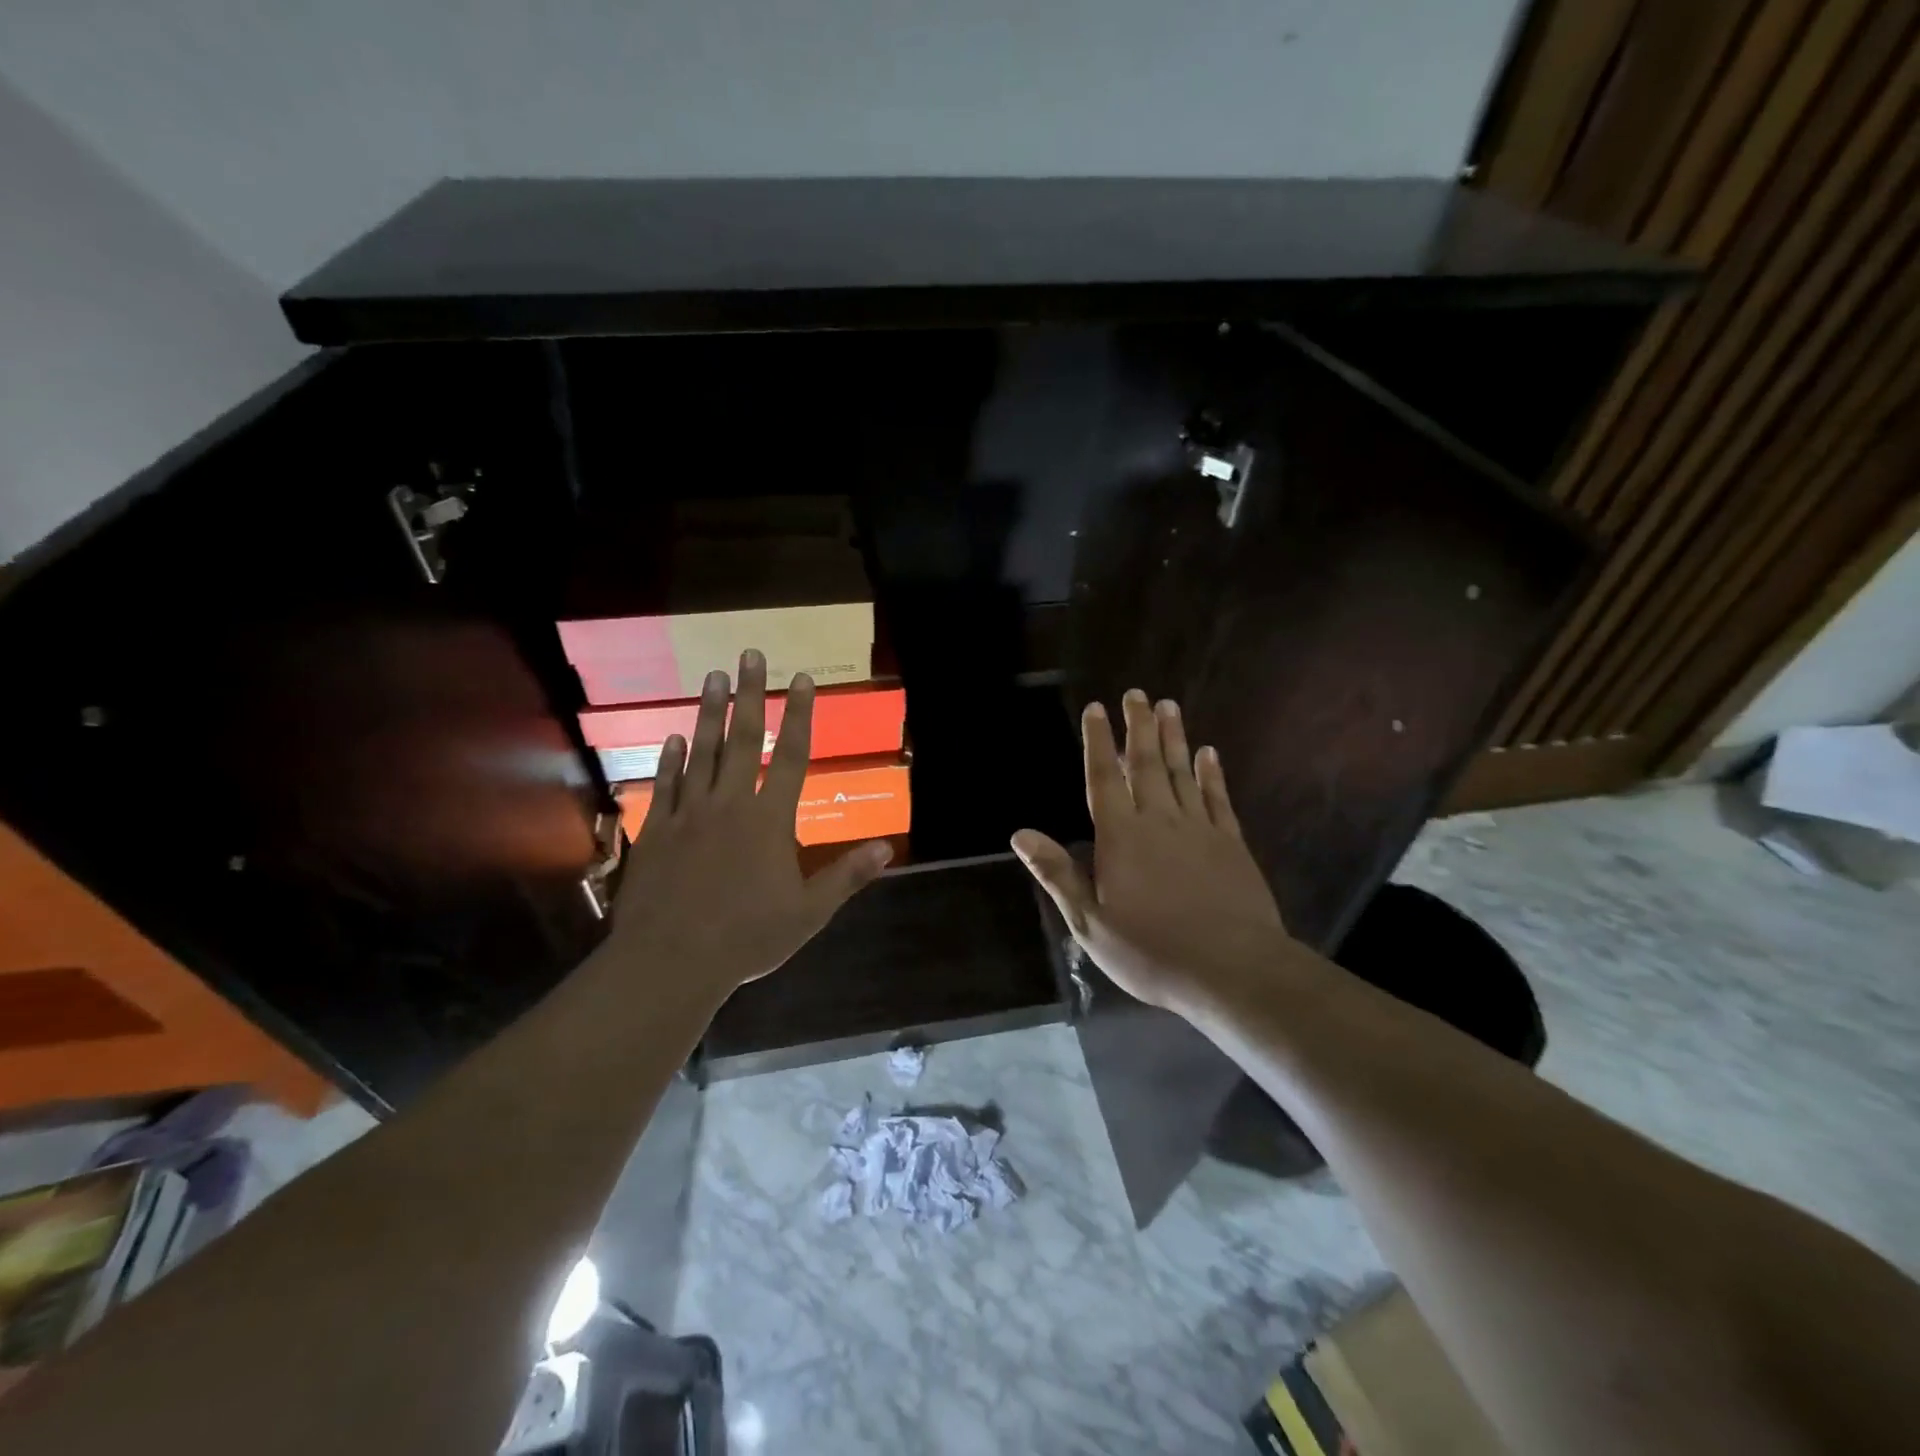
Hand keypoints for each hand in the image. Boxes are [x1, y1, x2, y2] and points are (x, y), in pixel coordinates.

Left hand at [609, 650, 892, 1002]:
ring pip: (701, 752)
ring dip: (708, 713)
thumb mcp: (809, 912)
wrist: (670, 961)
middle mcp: (729, 805)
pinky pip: (665, 786)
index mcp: (769, 820)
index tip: (801, 679)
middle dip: (750, 694)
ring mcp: (688, 815)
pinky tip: (673, 738)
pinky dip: (670, 760)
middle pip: (742, 739)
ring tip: (712, 677)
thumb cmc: (747, 937)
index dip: (798, 715)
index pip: (789, 755)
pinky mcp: (656, 831)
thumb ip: (846, 875)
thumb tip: (887, 848)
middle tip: (749, 655)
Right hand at [1012, 689, 1292, 1017]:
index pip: (1103, 778)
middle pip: (1144, 764)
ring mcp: (1199, 829)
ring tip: (1169, 706)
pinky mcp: (1231, 844)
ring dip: (1174, 738)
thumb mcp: (1089, 921)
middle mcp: (1158, 821)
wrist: (1231, 969)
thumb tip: (1020, 834)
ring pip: (1182, 772)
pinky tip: (1209, 753)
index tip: (1096, 709)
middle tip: (1137, 694)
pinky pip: (1218, 798)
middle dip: (1138, 726)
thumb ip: (1058, 872)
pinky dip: (1212, 774)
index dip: (1098, 742)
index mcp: (1120, 837)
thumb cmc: (1150, 950)